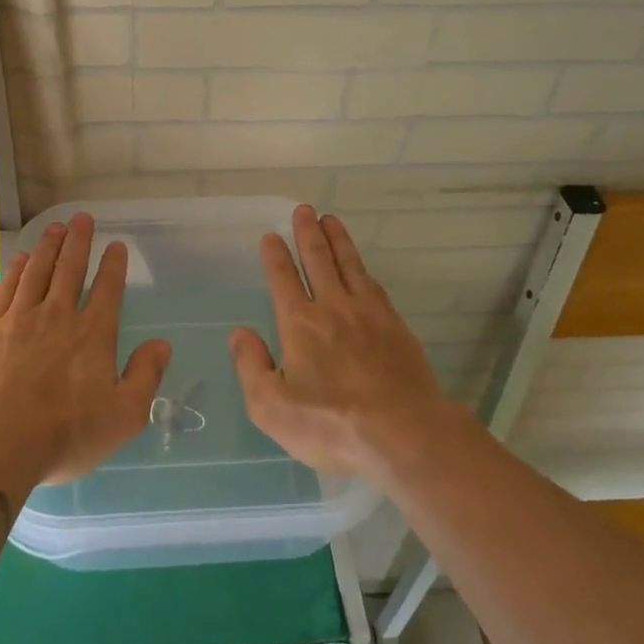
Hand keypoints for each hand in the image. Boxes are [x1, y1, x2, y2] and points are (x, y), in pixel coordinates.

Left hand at [0, 213, 170, 485]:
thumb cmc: (66, 433)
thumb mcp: (124, 415)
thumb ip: (146, 376)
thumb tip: (162, 344)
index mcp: (94, 334)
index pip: (108, 289)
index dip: (114, 265)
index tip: (116, 244)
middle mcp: (59, 316)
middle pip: (71, 268)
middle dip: (79, 241)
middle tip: (82, 217)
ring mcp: (22, 319)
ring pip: (39, 271)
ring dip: (49, 246)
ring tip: (55, 227)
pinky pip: (8, 289)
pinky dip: (18, 270)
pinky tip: (22, 258)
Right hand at [229, 205, 452, 478]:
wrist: (404, 433)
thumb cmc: (331, 425)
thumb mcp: (272, 407)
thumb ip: (251, 366)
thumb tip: (239, 333)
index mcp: (300, 324)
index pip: (283, 279)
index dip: (276, 256)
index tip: (271, 236)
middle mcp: (333, 307)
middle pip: (318, 260)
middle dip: (307, 233)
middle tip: (304, 209)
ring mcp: (369, 314)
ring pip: (349, 264)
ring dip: (337, 240)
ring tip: (330, 219)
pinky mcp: (395, 326)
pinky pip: (374, 284)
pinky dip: (362, 267)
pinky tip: (361, 266)